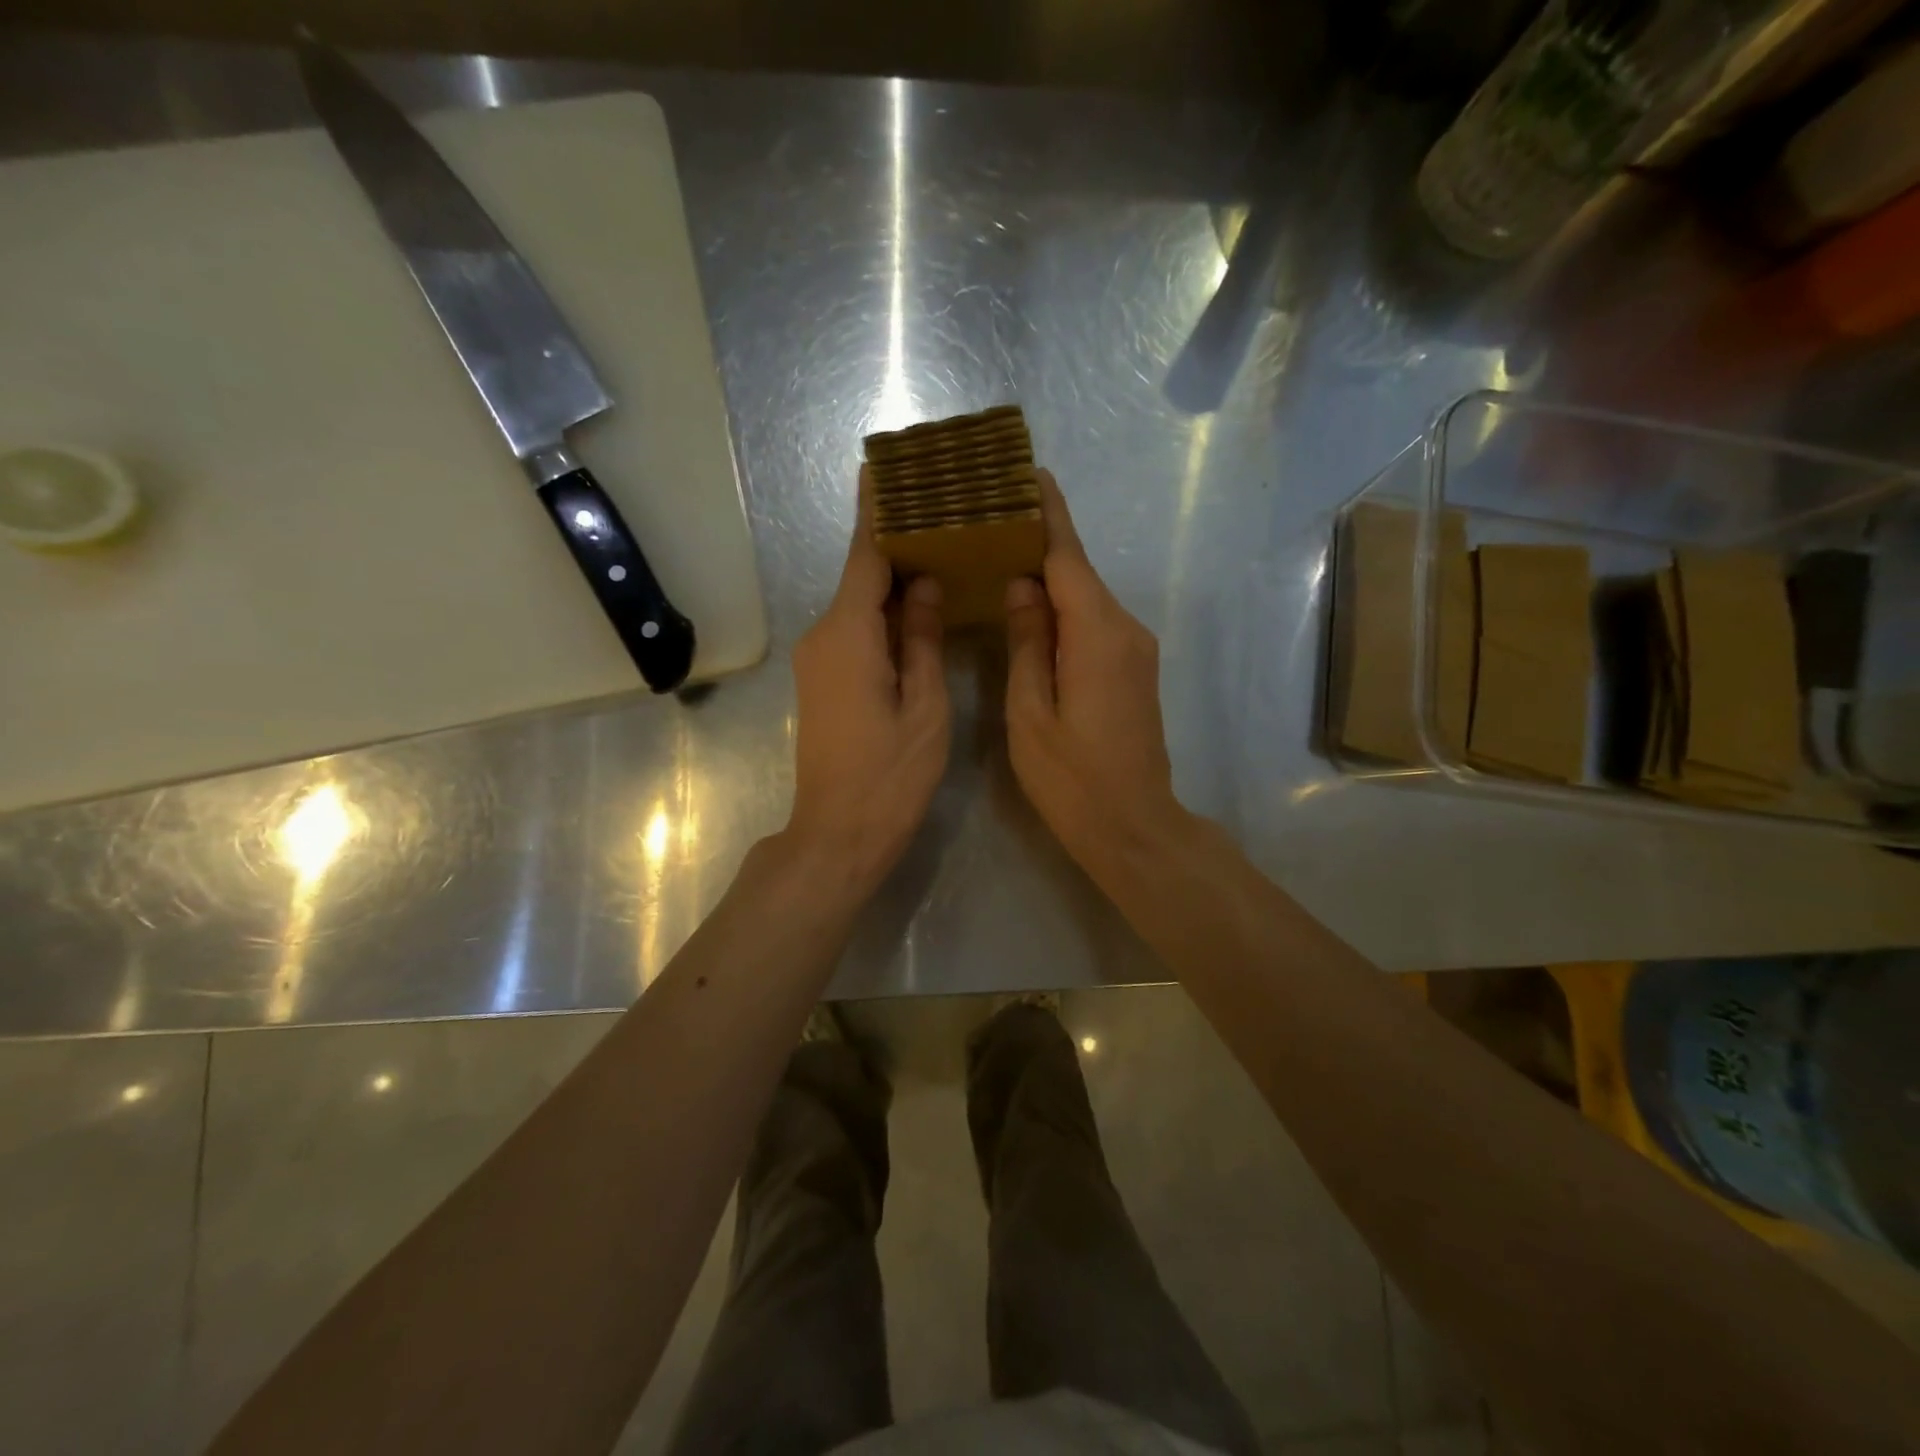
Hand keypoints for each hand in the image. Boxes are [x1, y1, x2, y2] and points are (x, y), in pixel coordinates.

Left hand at [785, 466, 950, 897]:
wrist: (837, 834)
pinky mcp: (822, 680)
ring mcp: (817, 660)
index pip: (865, 558)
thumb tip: (925, 585)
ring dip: (892, 581)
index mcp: (849, 635)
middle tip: (938, 511)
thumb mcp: (924, 708)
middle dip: (894, 544)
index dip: (877, 514)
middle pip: (861, 577)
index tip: (883, 470)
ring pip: (858, 605)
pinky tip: (918, 607)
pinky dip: (884, 613)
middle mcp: (823, 637)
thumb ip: (924, 640)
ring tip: (938, 551)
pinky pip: (855, 631)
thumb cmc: (890, 776)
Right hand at [1005, 470, 1186, 882]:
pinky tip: (1031, 607)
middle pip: (1078, 571)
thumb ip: (1026, 643)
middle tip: (992, 516)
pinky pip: (1093, 622)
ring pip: (1085, 597)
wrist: (1134, 827)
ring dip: (1049, 575)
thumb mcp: (1030, 713)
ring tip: (1001, 555)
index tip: (1027, 472)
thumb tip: (1021, 586)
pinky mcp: (1134, 668)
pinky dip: (1063, 607)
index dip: (1047, 513)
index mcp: (1096, 634)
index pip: (1068, 556)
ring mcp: (1135, 649)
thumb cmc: (1072, 779)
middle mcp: (1124, 629)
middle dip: (1040, 539)